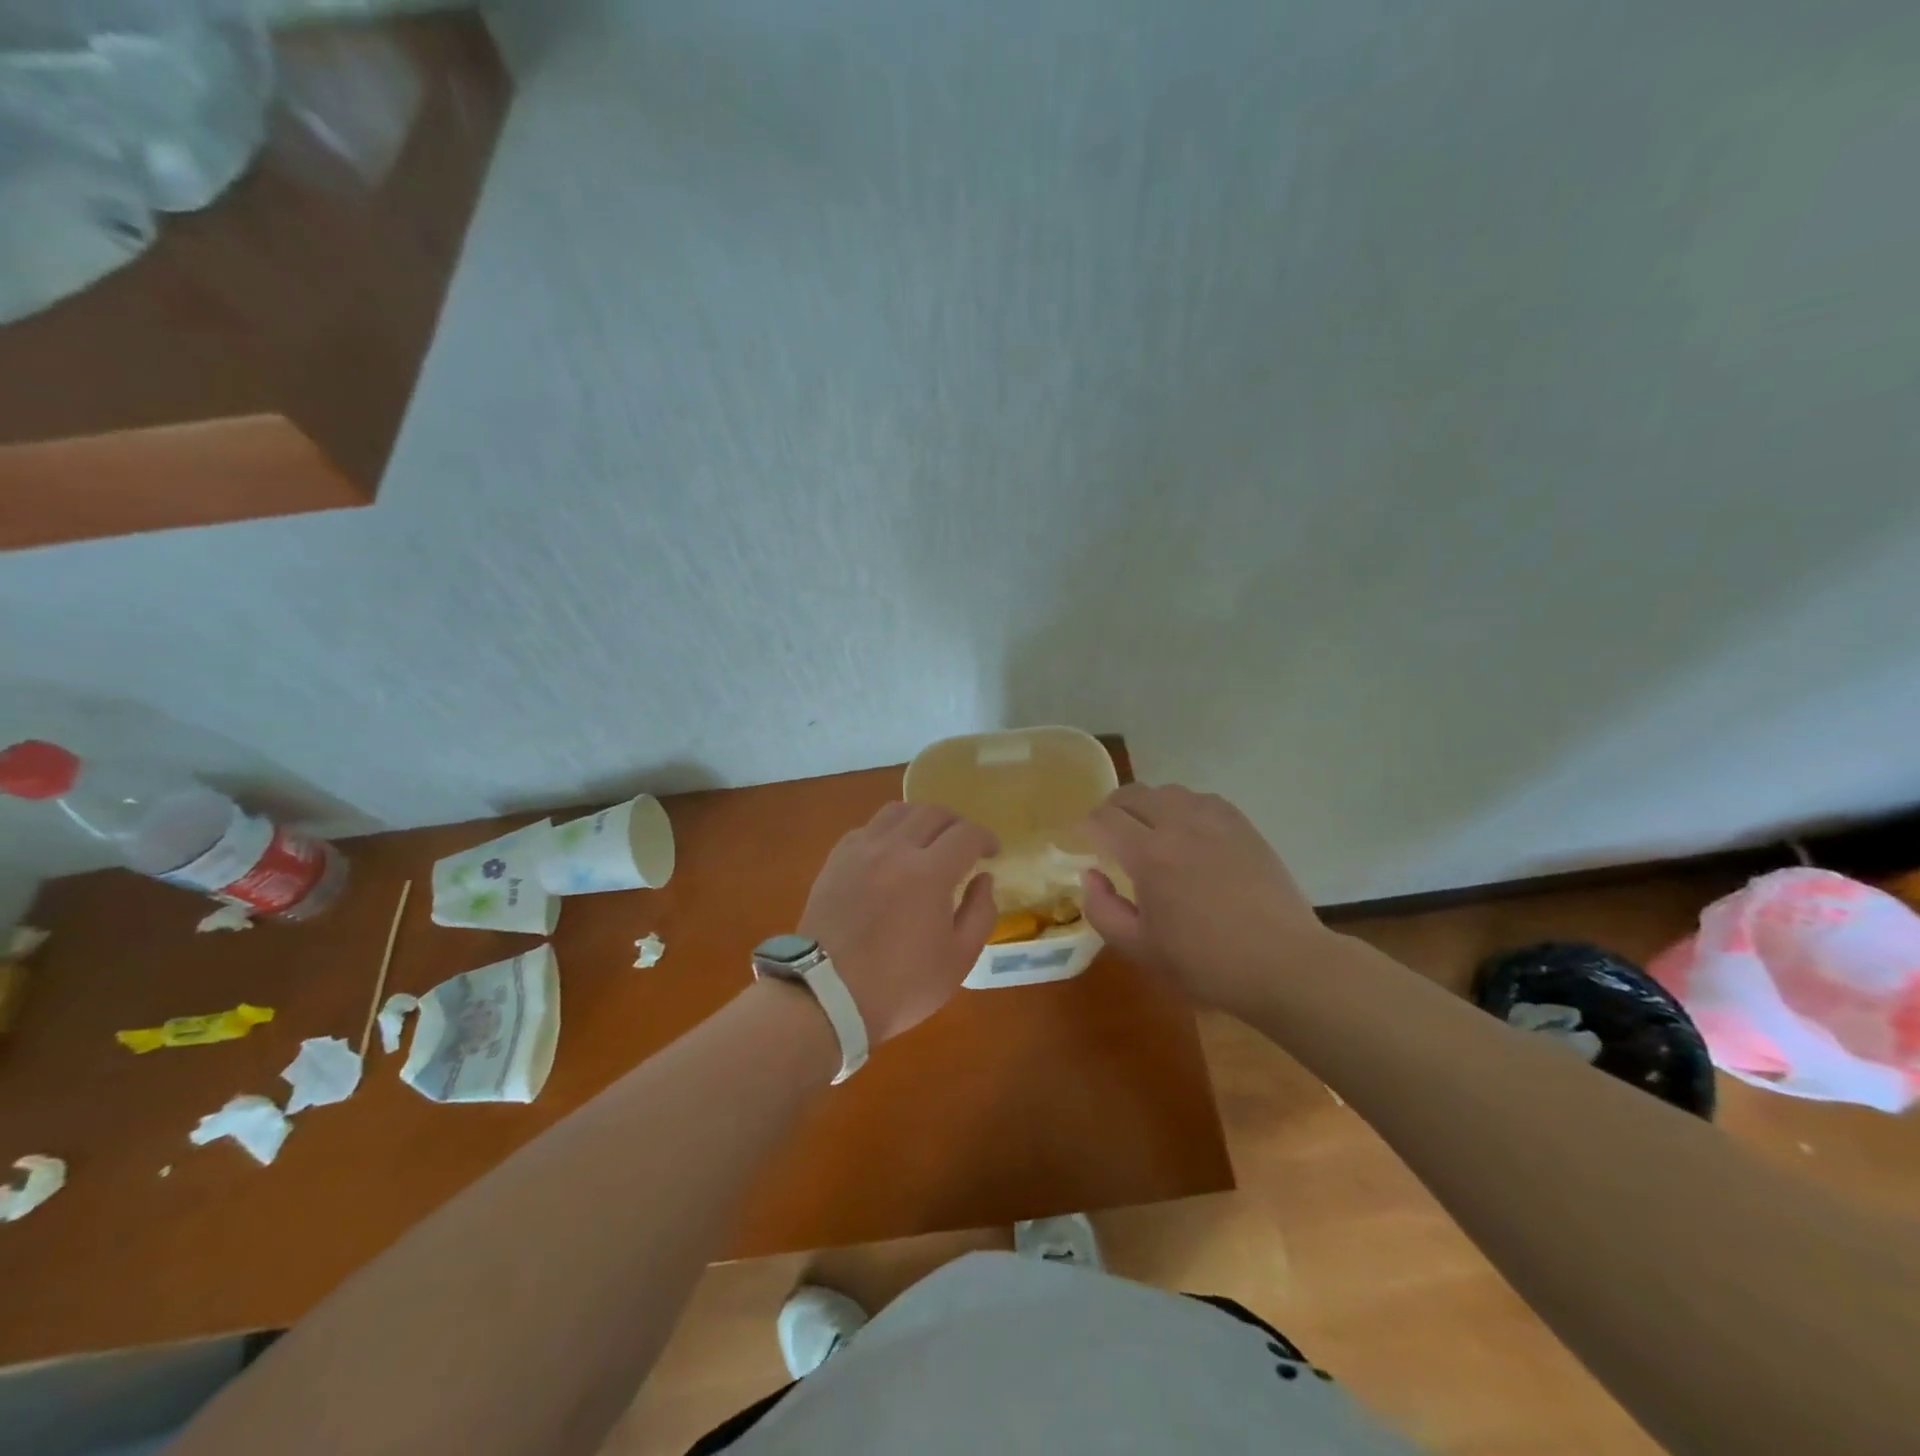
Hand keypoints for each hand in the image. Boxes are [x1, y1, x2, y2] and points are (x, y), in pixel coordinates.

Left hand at [799, 802, 999, 1042]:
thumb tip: (983, 879)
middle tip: (964, 845)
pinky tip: (891, 853)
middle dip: (957, 824)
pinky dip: (888, 831)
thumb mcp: (958, 960)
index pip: (966, 834)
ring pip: (897, 811)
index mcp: (929, 873)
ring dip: (921, 819)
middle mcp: (894, 849)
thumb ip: (980, 913)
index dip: (985, 838)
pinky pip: (868, 828)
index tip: (992, 852)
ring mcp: (861, 851)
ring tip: (928, 840)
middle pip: (932, 813)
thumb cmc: (900, 985)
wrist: (827, 996)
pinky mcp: (836, 860)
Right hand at [1079, 783, 1332, 1014]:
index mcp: (1149, 855)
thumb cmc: (1206, 963)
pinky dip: (1183, 808)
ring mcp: (1215, 821)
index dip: (1086, 827)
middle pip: (1133, 793)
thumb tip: (1091, 875)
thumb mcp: (1140, 949)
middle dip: (1112, 809)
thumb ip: (1102, 909)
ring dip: (1149, 806)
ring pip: (1168, 791)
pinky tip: (1188, 833)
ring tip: (1149, 832)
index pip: (1104, 818)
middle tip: (1110, 835)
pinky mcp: (1242, 825)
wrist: (1283, 964)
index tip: (1084, 843)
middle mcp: (1179, 825)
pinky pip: (1201, 799)